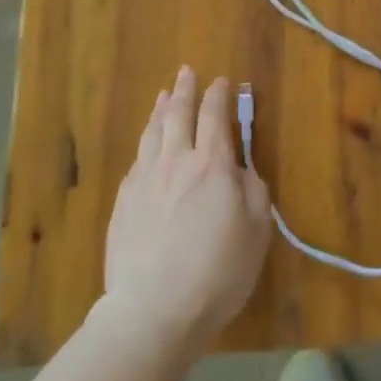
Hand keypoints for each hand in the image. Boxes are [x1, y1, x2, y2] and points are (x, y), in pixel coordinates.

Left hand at [103, 67, 270, 350]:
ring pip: (152, 132)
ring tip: (165, 96)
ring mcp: (145, 180)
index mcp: (213, 164)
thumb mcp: (257, 229)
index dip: (219, 95)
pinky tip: (147, 144)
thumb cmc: (217, 270)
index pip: (215, 116)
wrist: (153, 309)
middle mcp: (176, 161)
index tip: (222, 81)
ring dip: (161, 109)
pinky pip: (137, 159)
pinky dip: (146, 142)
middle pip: (179, 114)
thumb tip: (241, 168)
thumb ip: (253, 190)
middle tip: (187, 71)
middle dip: (185, 90)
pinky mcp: (123, 202)